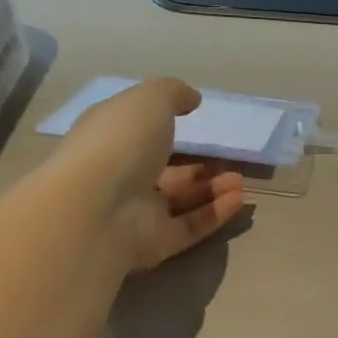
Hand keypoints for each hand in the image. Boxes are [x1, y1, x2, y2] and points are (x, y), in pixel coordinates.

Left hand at [57, 78, 248, 269]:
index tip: (196, 119)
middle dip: (198, 165)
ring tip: (240, 181)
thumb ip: (173, 94)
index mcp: (111, 139)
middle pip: (164, 170)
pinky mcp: (155, 243)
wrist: (98, 209)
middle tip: (228, 158)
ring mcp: (136, 212)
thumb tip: (192, 100)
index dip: (164, 125)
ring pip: (180, 200)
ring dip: (212, 189)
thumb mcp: (150, 100)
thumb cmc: (120, 143)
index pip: (138, 132)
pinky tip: (240, 200)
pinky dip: (215, 213)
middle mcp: (121, 176)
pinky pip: (190, 226)